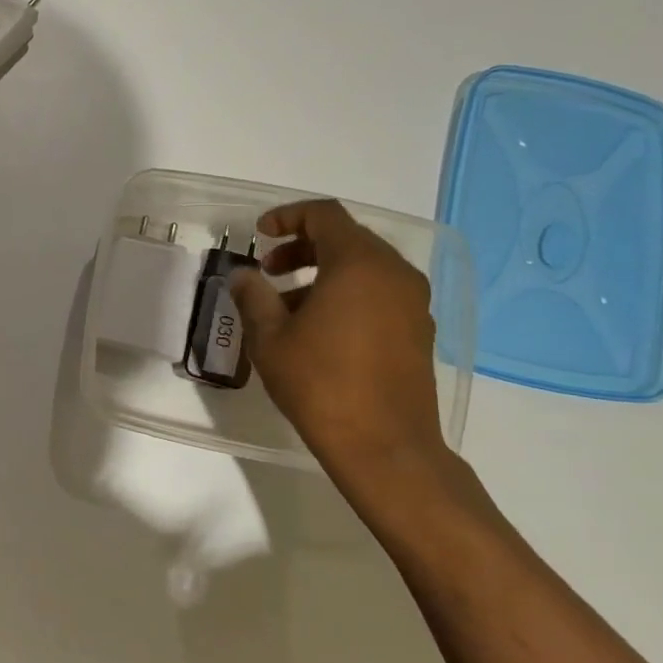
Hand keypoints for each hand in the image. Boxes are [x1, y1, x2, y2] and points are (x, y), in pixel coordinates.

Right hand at [229, 200, 448, 488]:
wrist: (384, 446)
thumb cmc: (320, 384)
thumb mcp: (270, 338)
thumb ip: (253, 296)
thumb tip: (244, 276)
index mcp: (359, 264)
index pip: (324, 215)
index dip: (288, 216)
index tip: (259, 234)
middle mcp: (394, 273)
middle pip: (346, 238)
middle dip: (302, 247)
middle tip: (269, 270)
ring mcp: (413, 302)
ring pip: (363, 267)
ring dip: (323, 273)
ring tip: (286, 305)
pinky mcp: (419, 330)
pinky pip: (379, 292)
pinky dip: (346, 294)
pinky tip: (318, 328)